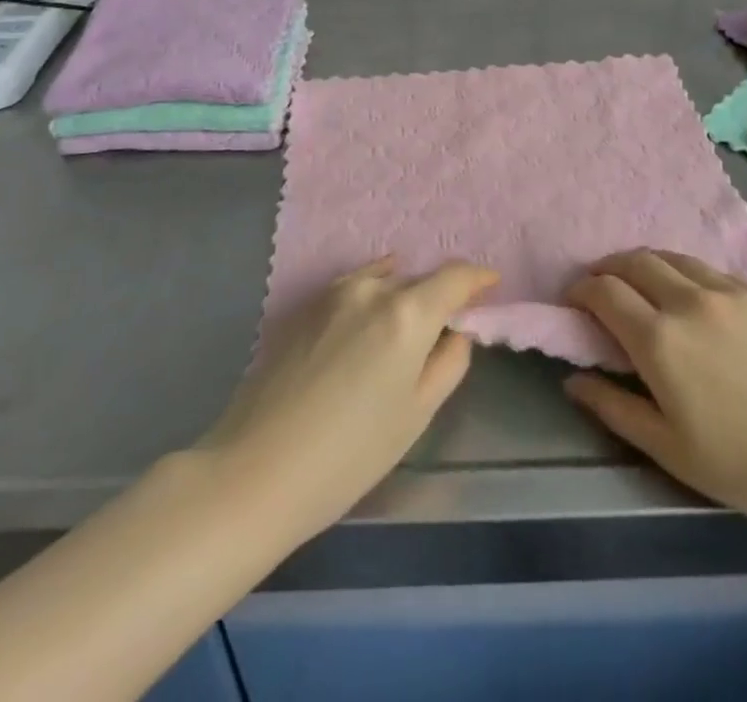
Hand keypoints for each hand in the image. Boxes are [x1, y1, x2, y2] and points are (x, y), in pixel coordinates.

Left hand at [198, 258, 498, 540]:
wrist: (256, 469)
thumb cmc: (350, 454)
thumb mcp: (417, 414)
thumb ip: (448, 362)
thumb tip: (456, 332)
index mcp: (407, 313)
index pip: (454, 277)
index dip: (477, 278)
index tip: (491, 284)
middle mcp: (372, 288)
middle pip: (419, 280)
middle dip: (439, 295)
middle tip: (449, 322)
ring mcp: (333, 293)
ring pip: (384, 280)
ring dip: (403, 294)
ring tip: (407, 323)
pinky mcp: (305, 306)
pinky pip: (355, 287)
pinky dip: (373, 292)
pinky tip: (372, 312)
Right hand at [565, 249, 746, 540]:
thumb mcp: (672, 451)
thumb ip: (615, 409)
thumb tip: (573, 381)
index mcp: (659, 340)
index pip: (605, 293)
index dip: (581, 290)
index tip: (573, 300)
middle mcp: (688, 301)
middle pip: (634, 262)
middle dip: (608, 268)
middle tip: (600, 285)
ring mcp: (728, 291)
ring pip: (672, 257)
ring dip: (644, 263)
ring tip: (639, 282)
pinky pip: (708, 268)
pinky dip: (683, 271)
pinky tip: (690, 292)